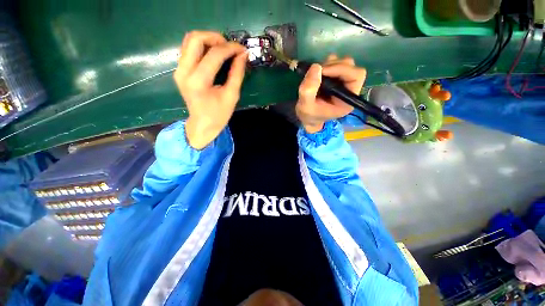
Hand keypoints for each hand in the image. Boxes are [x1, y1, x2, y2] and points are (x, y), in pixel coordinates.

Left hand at [174, 31, 246, 148]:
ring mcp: (179, 69)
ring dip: (208, 40)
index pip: (214, 55)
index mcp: (198, 82)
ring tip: (223, 49)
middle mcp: (184, 71)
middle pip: (195, 38)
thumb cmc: (219, 115)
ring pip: (189, 40)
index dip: (230, 48)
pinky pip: (189, 49)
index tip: (242, 49)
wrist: (202, 124)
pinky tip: (214, 54)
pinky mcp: (179, 70)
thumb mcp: (232, 96)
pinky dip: (202, 46)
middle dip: (215, 38)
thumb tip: (243, 55)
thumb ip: (237, 74)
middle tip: (230, 47)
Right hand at [296, 54, 365, 132]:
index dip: (341, 69)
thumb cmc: (309, 115)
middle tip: (317, 73)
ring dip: (329, 65)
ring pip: (344, 63)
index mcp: (347, 100)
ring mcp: (343, 83)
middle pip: (351, 67)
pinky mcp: (336, 79)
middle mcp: (349, 90)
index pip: (356, 76)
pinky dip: (326, 65)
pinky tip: (317, 74)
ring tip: (316, 75)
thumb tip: (316, 66)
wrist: (307, 118)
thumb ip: (308, 90)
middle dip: (333, 66)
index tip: (322, 71)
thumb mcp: (305, 107)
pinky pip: (336, 64)